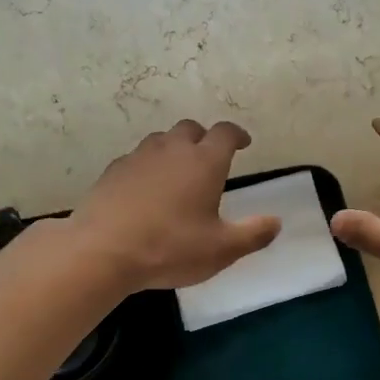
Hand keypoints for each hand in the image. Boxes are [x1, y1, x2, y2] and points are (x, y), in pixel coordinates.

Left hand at [70, 120, 280, 291]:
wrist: (102, 251)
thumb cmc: (170, 248)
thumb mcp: (221, 250)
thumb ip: (253, 234)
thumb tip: (276, 222)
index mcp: (204, 162)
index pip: (225, 133)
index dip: (237, 135)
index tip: (243, 143)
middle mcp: (172, 150)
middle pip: (190, 129)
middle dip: (204, 138)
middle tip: (209, 158)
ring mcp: (138, 158)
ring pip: (161, 140)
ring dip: (174, 150)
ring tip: (178, 173)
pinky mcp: (112, 172)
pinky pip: (136, 159)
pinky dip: (148, 167)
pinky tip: (146, 190)